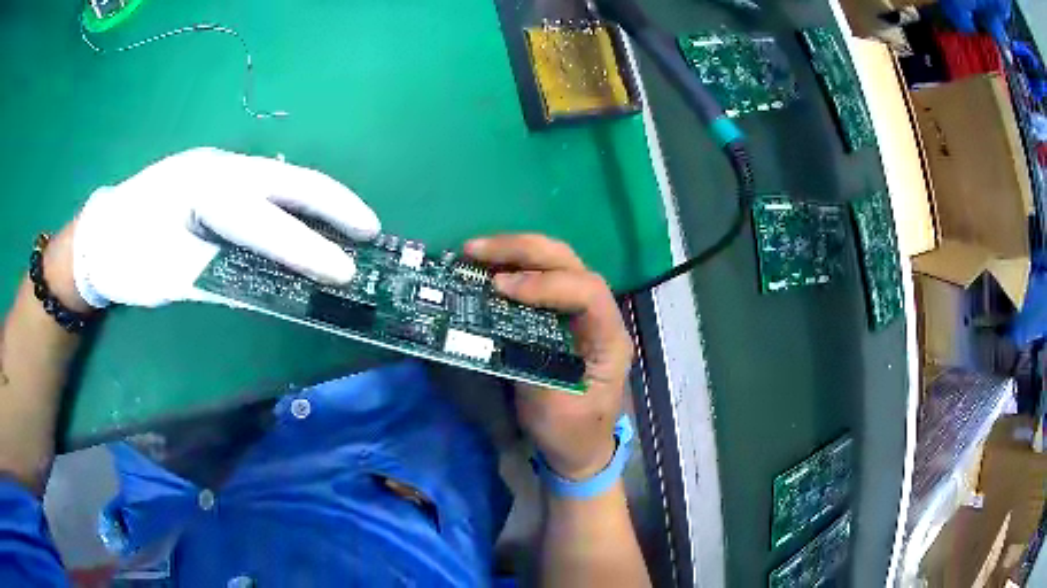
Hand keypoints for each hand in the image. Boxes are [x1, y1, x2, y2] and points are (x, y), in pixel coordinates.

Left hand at [69, 148, 379, 307]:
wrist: (97, 238)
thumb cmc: (127, 257)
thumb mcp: (169, 275)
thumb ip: (222, 277)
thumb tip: (274, 289)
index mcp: (201, 186)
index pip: (262, 219)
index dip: (305, 247)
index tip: (345, 271)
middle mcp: (217, 167)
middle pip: (285, 178)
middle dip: (331, 202)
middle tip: (370, 227)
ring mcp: (216, 169)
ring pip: (277, 179)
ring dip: (316, 200)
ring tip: (350, 222)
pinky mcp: (213, 181)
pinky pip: (262, 188)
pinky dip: (291, 205)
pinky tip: (307, 216)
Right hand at [465, 235, 633, 480]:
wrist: (579, 448)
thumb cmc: (574, 432)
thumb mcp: (556, 410)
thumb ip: (535, 367)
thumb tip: (500, 326)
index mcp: (609, 339)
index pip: (588, 292)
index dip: (546, 283)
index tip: (502, 288)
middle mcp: (599, 315)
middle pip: (569, 262)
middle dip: (523, 250)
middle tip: (475, 250)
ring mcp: (579, 311)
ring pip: (554, 262)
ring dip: (513, 251)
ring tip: (472, 253)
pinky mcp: (558, 315)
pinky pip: (538, 278)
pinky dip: (509, 267)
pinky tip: (483, 268)